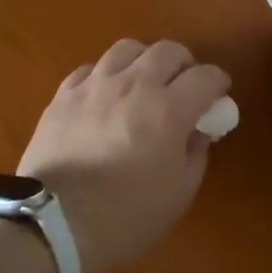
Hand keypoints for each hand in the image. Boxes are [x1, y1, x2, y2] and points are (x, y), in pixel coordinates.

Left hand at [19, 39, 231, 272]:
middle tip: (183, 86)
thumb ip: (195, 154)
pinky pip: (91, 68)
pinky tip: (105, 95)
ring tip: (143, 82)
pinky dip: (106, 75)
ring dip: (144, 61)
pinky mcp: (63, 95)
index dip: (217, 82)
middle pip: (167, 51)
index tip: (218, 95)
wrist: (53, 224)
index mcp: (167, 110)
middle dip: (184, 64)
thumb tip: (198, 131)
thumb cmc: (125, 217)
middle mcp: (133, 85)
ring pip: (127, 49)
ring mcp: (94, 85)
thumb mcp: (178, 195)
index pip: (205, 77)